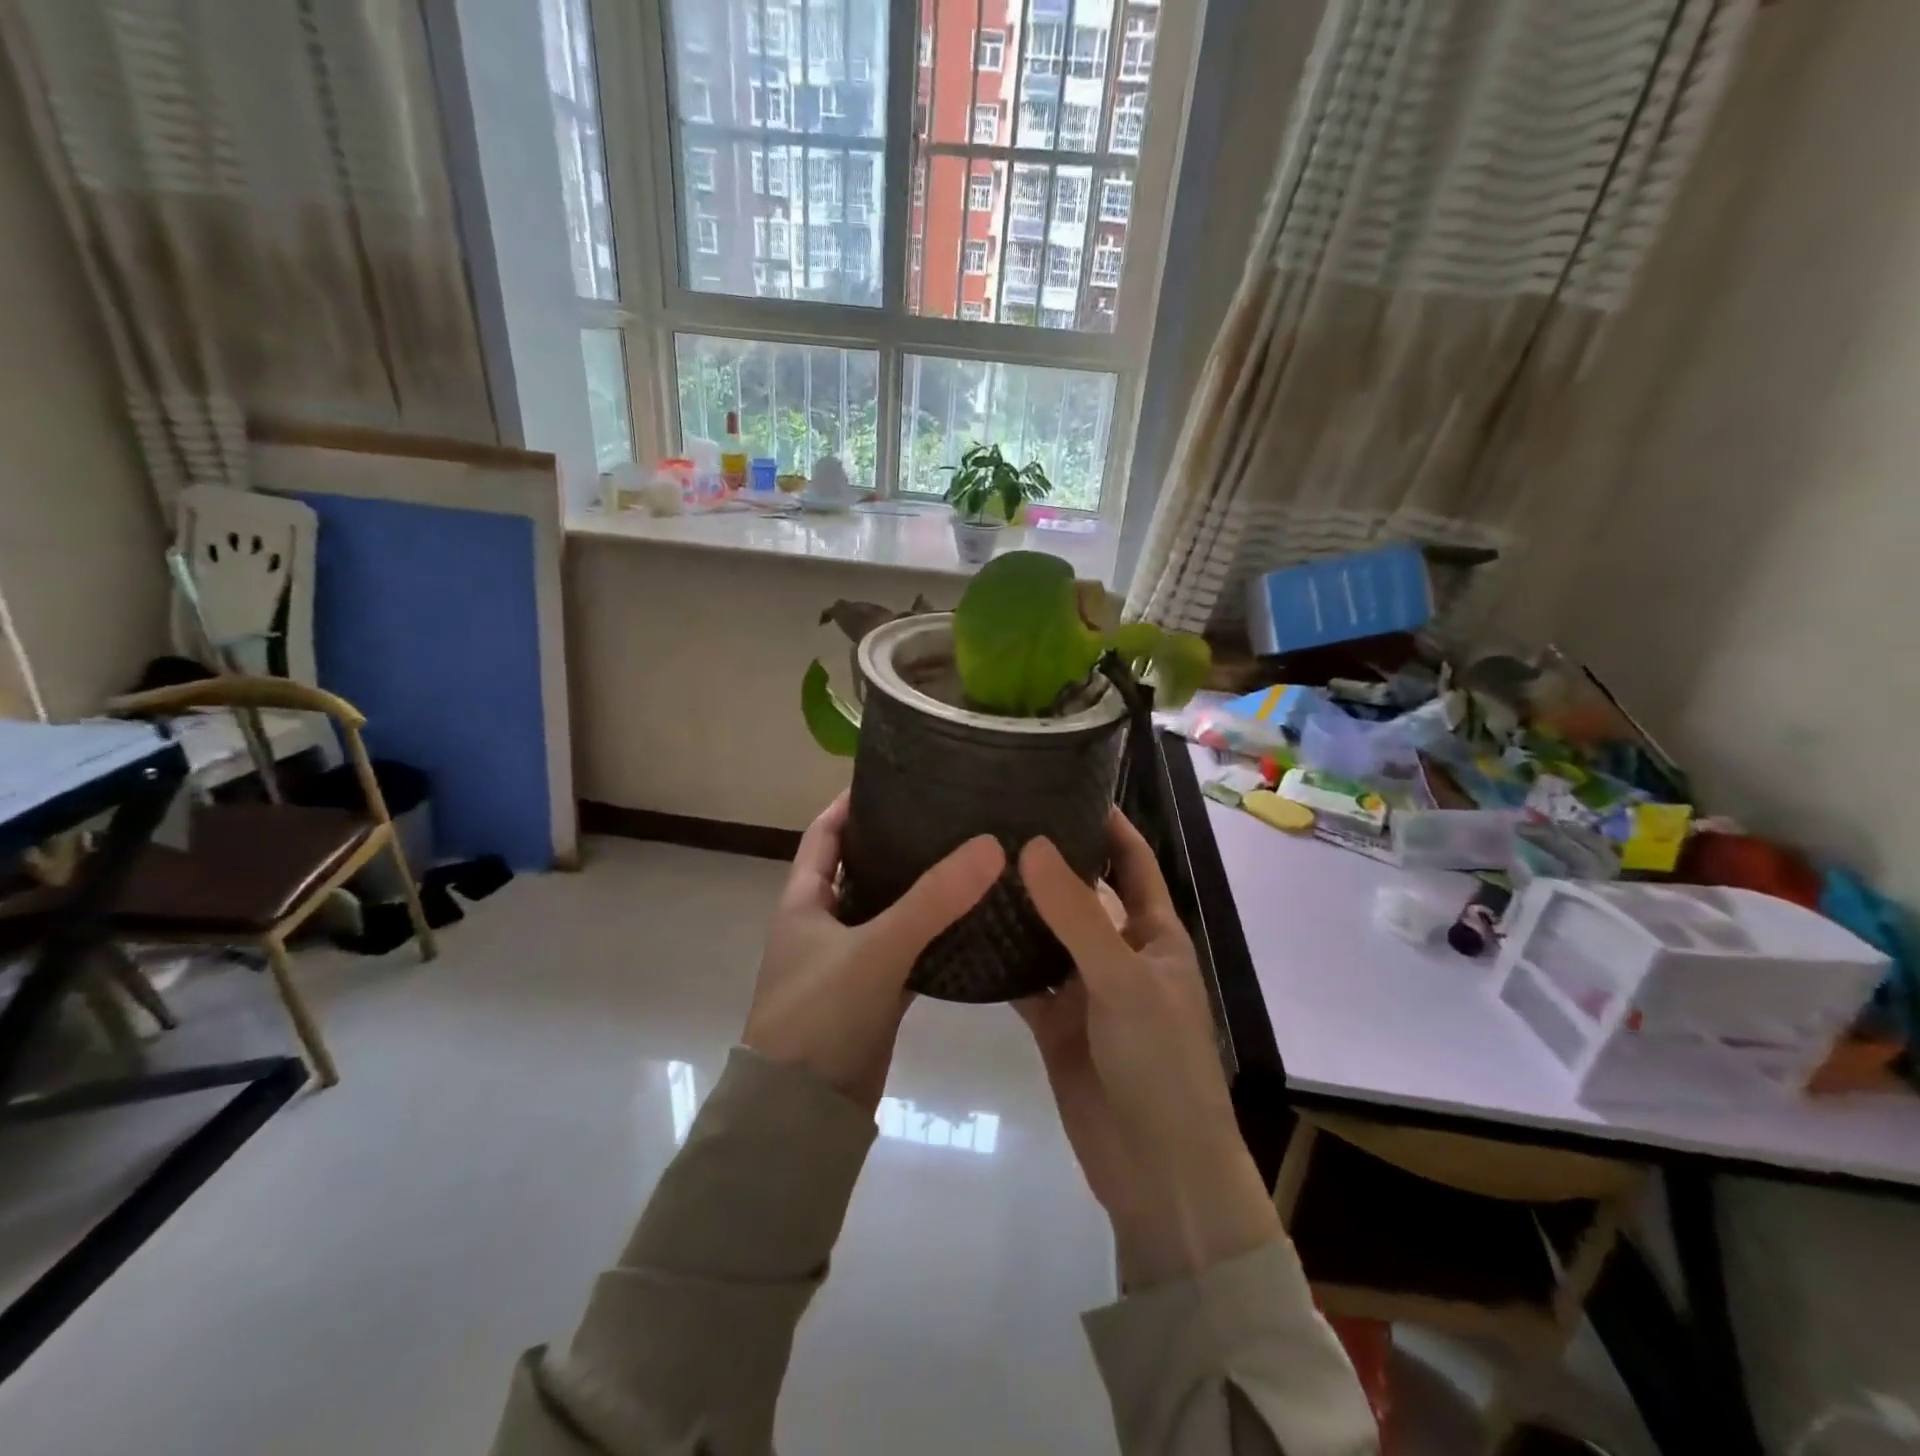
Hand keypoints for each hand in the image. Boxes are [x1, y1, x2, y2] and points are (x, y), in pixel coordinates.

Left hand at [744, 793, 1003, 1111]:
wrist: (802, 1116)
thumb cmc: (820, 1016)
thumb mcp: (874, 950)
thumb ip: (933, 900)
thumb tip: (990, 844)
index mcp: (804, 900)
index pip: (825, 832)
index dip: (853, 803)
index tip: (897, 777)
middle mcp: (823, 924)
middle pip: (862, 868)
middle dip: (899, 842)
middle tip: (951, 816)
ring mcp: (849, 961)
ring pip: (889, 911)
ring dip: (921, 891)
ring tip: (971, 860)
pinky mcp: (873, 994)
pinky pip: (907, 952)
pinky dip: (933, 938)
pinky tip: (973, 923)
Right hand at [1016, 809, 1280, 1287]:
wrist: (1157, 1171)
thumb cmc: (1159, 1062)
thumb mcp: (1122, 979)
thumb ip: (1076, 914)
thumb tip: (1031, 845)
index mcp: (1154, 934)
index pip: (1132, 862)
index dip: (1108, 825)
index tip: (1066, 785)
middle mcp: (1119, 953)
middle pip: (1082, 894)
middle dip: (1049, 861)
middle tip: (996, 820)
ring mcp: (1086, 990)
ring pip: (1047, 936)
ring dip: (1018, 909)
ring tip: (970, 864)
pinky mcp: (1056, 1025)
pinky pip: (1024, 981)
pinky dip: (999, 961)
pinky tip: (960, 932)